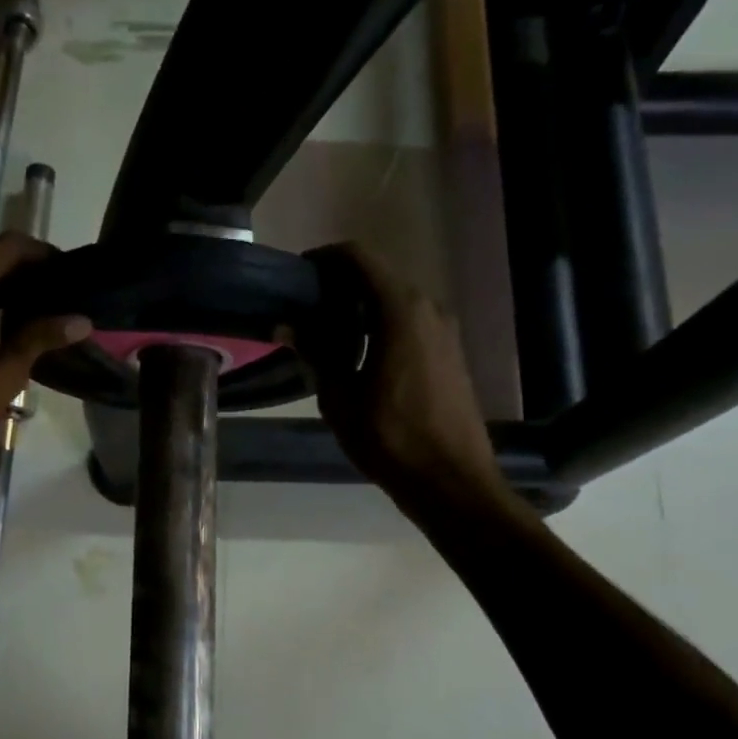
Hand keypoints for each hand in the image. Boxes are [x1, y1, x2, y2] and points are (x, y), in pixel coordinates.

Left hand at [0, 232, 89, 486]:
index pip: (6, 248)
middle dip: (24, 273)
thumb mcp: (5, 373)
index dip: (41, 253)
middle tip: (61, 293)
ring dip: (2, 292)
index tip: (68, 271)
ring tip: (40, 311)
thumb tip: (82, 320)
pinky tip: (4, 330)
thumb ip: (41, 337)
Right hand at [298, 242, 509, 513]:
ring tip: (328, 334)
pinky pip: (411, 321)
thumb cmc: (390, 438)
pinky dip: (382, 324)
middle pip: (378, 275)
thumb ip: (315, 352)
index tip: (298, 276)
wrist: (451, 480)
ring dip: (362, 307)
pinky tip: (360, 354)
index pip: (359, 258)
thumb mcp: (339, 397)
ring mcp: (445, 329)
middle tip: (305, 309)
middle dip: (340, 284)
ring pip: (395, 299)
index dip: (325, 259)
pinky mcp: (451, 351)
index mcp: (400, 310)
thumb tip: (285, 325)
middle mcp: (428, 307)